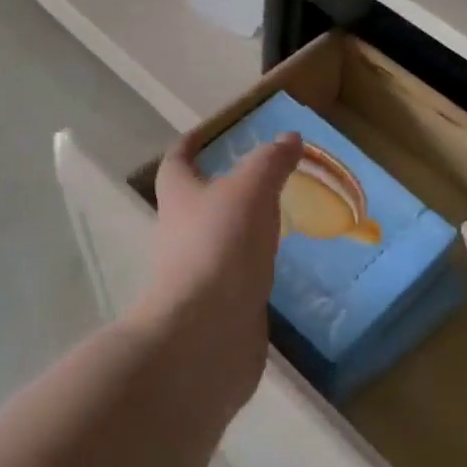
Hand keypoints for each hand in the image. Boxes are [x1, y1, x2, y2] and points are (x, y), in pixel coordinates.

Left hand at [133, 131, 302, 419]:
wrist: (205, 334)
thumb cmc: (220, 246)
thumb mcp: (251, 190)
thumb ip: (271, 162)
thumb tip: (289, 137)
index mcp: (179, 197)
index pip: (177, 161)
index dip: (190, 144)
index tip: (207, 133)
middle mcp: (180, 232)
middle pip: (195, 202)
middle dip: (221, 188)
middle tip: (259, 176)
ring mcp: (197, 272)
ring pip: (218, 240)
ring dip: (241, 228)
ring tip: (277, 218)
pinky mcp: (216, 306)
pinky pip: (236, 276)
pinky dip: (254, 266)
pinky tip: (279, 265)